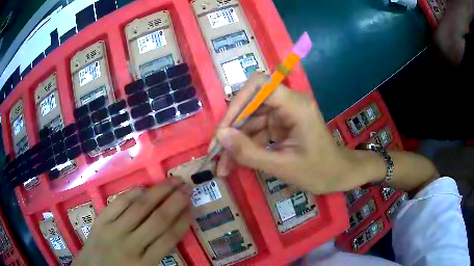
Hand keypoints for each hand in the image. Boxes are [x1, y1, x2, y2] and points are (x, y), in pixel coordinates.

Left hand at [73, 183, 190, 265]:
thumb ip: (158, 253)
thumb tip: (173, 228)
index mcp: (145, 264)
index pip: (169, 238)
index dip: (183, 221)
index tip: (192, 207)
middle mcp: (130, 246)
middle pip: (157, 220)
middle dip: (175, 201)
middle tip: (188, 187)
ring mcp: (113, 231)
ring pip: (139, 208)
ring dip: (158, 192)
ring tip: (172, 181)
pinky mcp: (100, 221)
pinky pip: (118, 204)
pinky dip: (132, 193)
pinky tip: (144, 187)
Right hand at [213, 73, 364, 193]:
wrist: (339, 175)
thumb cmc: (319, 171)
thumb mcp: (283, 166)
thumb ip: (250, 152)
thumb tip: (220, 137)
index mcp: (295, 105)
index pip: (260, 85)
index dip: (238, 103)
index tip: (224, 129)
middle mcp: (288, 103)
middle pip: (251, 105)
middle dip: (232, 129)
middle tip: (215, 152)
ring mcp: (284, 114)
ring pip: (251, 120)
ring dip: (236, 142)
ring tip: (222, 166)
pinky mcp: (281, 125)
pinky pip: (258, 131)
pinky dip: (246, 146)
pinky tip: (234, 164)